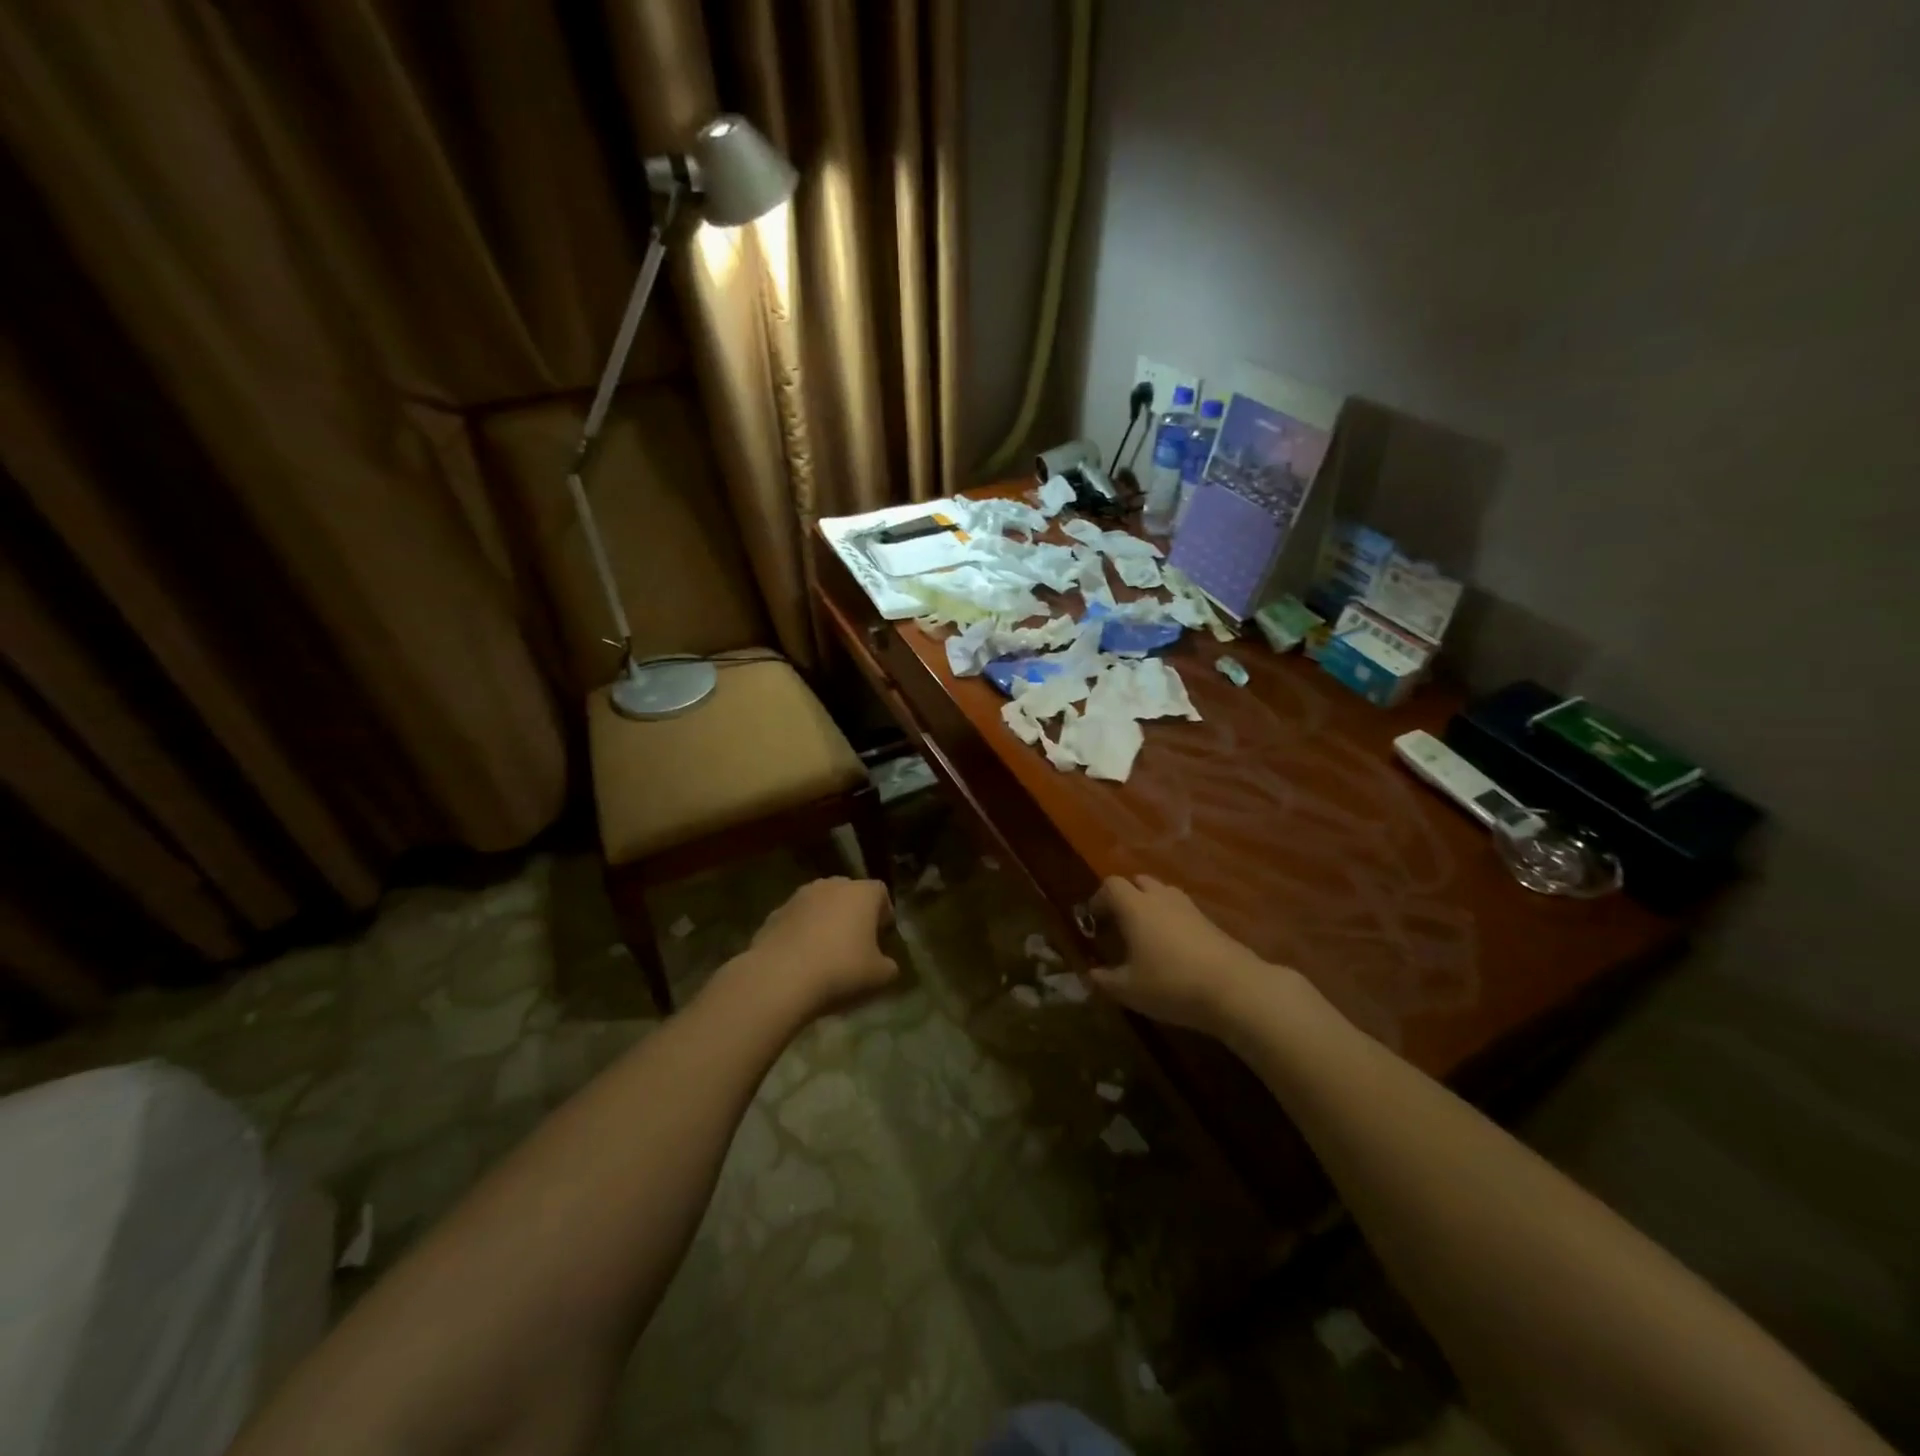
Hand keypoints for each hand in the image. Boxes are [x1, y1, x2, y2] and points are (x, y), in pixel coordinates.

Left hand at [742, 876, 899, 1017]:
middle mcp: (831, 885)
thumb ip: (889, 966)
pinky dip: (801, 933)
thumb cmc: (840, 970)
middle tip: (856, 943)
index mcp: (862, 893)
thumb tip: (886, 964)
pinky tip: (800, 960)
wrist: (779, 979)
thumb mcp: (879, 977)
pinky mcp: (773, 914)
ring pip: (820, 905)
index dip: (884, 913)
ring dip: (825, 922)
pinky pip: (796, 921)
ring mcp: (799, 897)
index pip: (880, 892)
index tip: (882, 936)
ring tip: (826, 953)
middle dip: (854, 914)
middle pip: (849, 894)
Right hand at [1088, 874, 1271, 1037]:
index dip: (1098, 899)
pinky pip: (1182, 910)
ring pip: (1163, 893)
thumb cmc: (1171, 984)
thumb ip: (1105, 980)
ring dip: (1150, 906)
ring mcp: (1189, 907)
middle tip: (1120, 925)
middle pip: (1139, 882)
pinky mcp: (1210, 921)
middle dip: (1126, 898)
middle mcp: (1160, 898)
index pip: (1110, 885)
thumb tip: (1091, 974)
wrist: (1234, 988)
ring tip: (1146, 935)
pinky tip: (1173, 948)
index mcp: (1135, 907)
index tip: (1094, 922)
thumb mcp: (1129, 989)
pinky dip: (1172, 920)